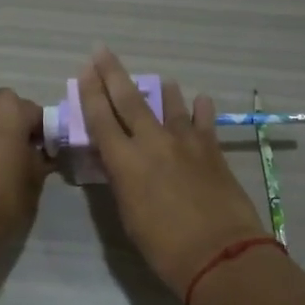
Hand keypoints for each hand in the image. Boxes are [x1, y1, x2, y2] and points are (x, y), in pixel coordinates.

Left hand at [0, 88, 51, 248]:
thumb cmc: (4, 199)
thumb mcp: (35, 180)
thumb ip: (41, 159)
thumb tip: (43, 153)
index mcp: (10, 111)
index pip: (36, 112)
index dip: (45, 132)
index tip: (48, 153)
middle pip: (5, 105)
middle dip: (17, 122)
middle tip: (25, 151)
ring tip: (4, 162)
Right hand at [76, 48, 269, 295]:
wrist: (220, 254)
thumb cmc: (165, 249)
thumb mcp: (130, 217)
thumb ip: (124, 183)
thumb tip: (122, 165)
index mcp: (126, 163)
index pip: (101, 119)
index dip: (90, 92)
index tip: (84, 69)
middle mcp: (153, 143)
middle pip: (129, 101)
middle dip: (113, 74)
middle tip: (103, 51)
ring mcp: (186, 143)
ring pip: (171, 105)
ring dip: (163, 91)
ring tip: (162, 81)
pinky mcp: (212, 150)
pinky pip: (205, 122)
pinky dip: (201, 110)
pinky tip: (202, 99)